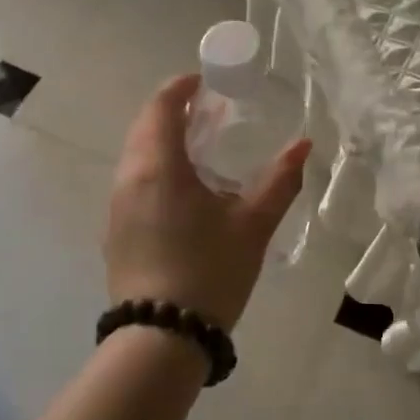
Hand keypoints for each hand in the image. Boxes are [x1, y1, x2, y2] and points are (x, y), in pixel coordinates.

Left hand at [104, 73, 311, 332]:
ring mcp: (116, 206)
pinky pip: (134, 180)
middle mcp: (129, 178)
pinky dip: (156, 167)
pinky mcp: (116, 231)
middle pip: (144, 126)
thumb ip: (280, 180)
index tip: (207, 81)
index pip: (161, 106)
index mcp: (158, 166)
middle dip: (174, 111)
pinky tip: (184, 189)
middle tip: (210, 111)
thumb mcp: (253, 224)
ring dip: (164, 140)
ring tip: (201, 147)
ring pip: (136, 155)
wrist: (161, 338)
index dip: (181, 87)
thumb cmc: (210, 271)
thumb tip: (304, 145)